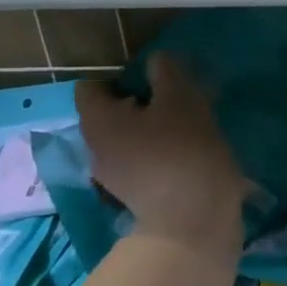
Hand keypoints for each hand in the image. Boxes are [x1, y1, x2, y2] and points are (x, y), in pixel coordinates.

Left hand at [74, 56, 245, 249]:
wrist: (194, 224)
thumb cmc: (185, 154)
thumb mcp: (183, 101)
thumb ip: (167, 72)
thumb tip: (157, 61)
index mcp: (98, 122)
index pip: (92, 86)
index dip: (123, 77)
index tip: (157, 82)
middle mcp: (95, 149)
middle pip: (111, 112)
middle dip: (142, 103)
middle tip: (179, 102)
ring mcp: (112, 177)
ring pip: (128, 138)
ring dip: (153, 129)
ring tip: (188, 130)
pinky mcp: (134, 196)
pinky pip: (141, 161)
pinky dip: (159, 154)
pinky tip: (187, 157)